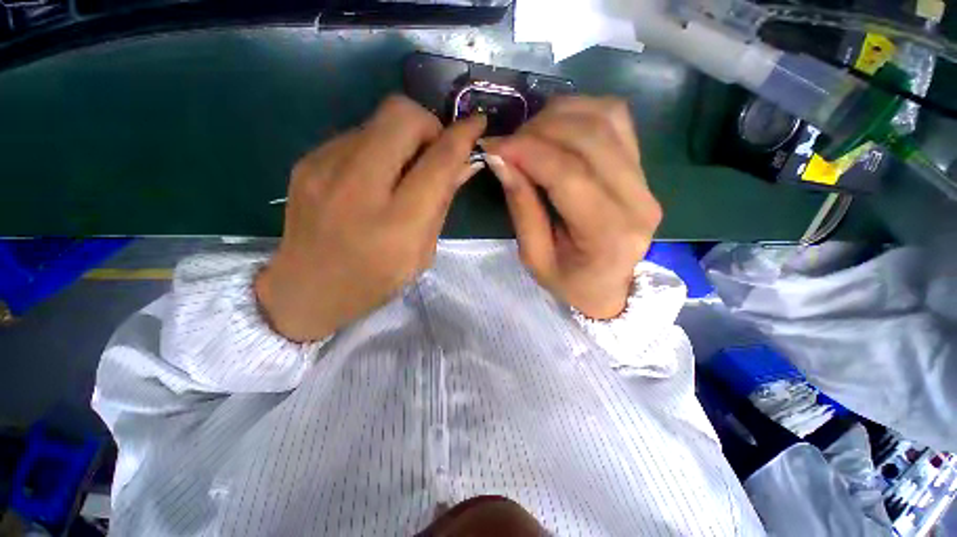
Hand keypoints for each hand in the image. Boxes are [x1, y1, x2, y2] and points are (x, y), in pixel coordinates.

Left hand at [256, 96, 485, 341]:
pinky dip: (376, 148)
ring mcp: (325, 168)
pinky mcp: (306, 160)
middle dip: (429, 125)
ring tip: (400, 170)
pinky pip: (356, 135)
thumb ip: (442, 203)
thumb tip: (464, 164)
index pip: (438, 162)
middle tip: (432, 152)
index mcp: (397, 223)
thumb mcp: (422, 253)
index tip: (477, 123)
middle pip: (402, 115)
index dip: (462, 136)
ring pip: (378, 118)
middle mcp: (358, 187)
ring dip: (402, 137)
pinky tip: (372, 177)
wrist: (305, 289)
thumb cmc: (374, 280)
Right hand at [485, 96, 661, 319]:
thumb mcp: (534, 257)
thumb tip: (501, 158)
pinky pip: (616, 120)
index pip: (568, 174)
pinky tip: (556, 129)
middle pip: (590, 137)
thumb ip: (521, 207)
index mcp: (608, 234)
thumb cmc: (569, 282)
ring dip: (559, 116)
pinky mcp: (643, 169)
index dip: (528, 151)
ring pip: (606, 118)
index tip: (494, 145)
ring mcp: (646, 180)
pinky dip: (581, 113)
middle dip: (539, 130)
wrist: (610, 288)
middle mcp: (637, 200)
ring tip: (530, 135)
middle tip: (509, 143)